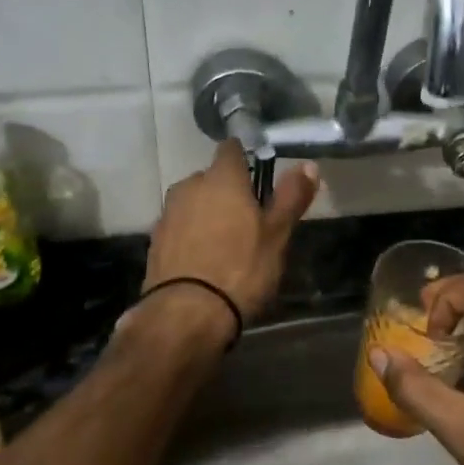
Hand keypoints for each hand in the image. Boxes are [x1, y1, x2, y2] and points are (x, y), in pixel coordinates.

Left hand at [143, 140, 318, 322]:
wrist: (186, 315)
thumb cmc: (241, 270)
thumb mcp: (277, 235)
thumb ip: (291, 197)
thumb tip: (308, 164)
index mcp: (222, 178)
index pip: (231, 149)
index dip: (246, 158)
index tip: (259, 177)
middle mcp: (189, 187)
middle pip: (211, 178)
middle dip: (227, 191)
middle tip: (249, 220)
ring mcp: (168, 214)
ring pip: (193, 203)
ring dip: (207, 214)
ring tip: (227, 244)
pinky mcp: (155, 241)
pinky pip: (179, 227)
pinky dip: (191, 236)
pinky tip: (204, 261)